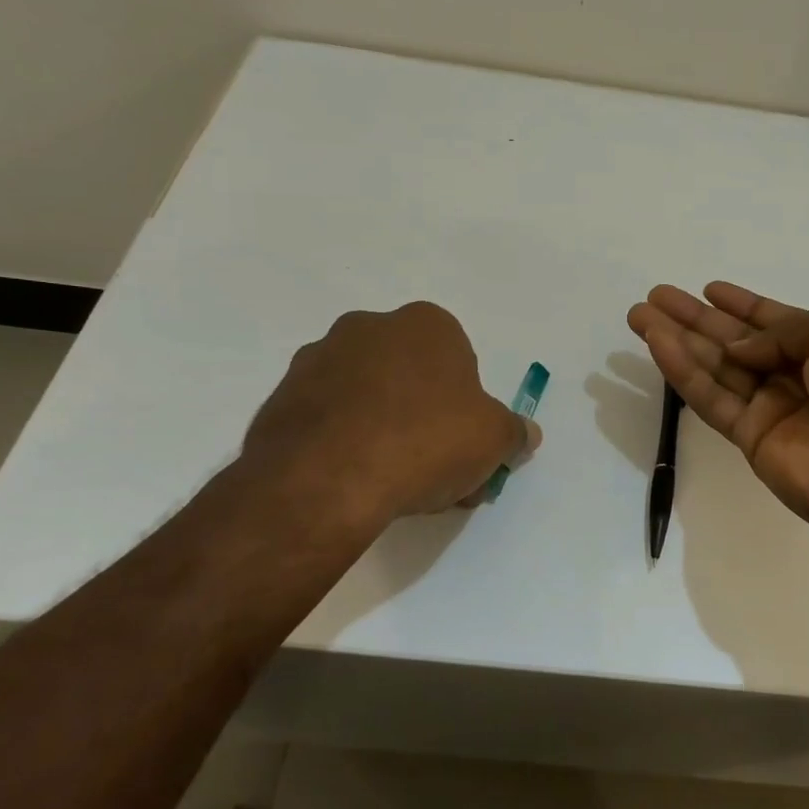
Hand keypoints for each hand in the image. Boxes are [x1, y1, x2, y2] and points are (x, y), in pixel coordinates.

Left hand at [238, 302, 539, 529]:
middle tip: (434, 469)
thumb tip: (526, 434)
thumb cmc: (425, 442)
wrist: (326, 479)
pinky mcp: (282, 397)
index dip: (467, 407)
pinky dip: (343, 442)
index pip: (459, 361)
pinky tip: (353, 481)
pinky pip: (328, 418)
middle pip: (411, 375)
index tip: (465, 445)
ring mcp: (318, 359)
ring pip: (368, 396)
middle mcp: (369, 327)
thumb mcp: (493, 440)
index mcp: (426, 325)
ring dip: (383, 428)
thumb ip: (514, 433)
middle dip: (425, 416)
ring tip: (392, 483)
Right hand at [627, 283, 808, 549]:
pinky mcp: (753, 440)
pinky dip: (683, 372)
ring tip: (639, 315)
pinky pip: (712, 399)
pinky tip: (657, 344)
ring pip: (714, 367)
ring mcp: (774, 409)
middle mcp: (798, 374)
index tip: (708, 289)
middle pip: (735, 341)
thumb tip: (741, 349)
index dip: (741, 304)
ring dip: (677, 340)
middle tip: (654, 297)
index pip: (775, 320)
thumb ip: (789, 328)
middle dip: (695, 318)